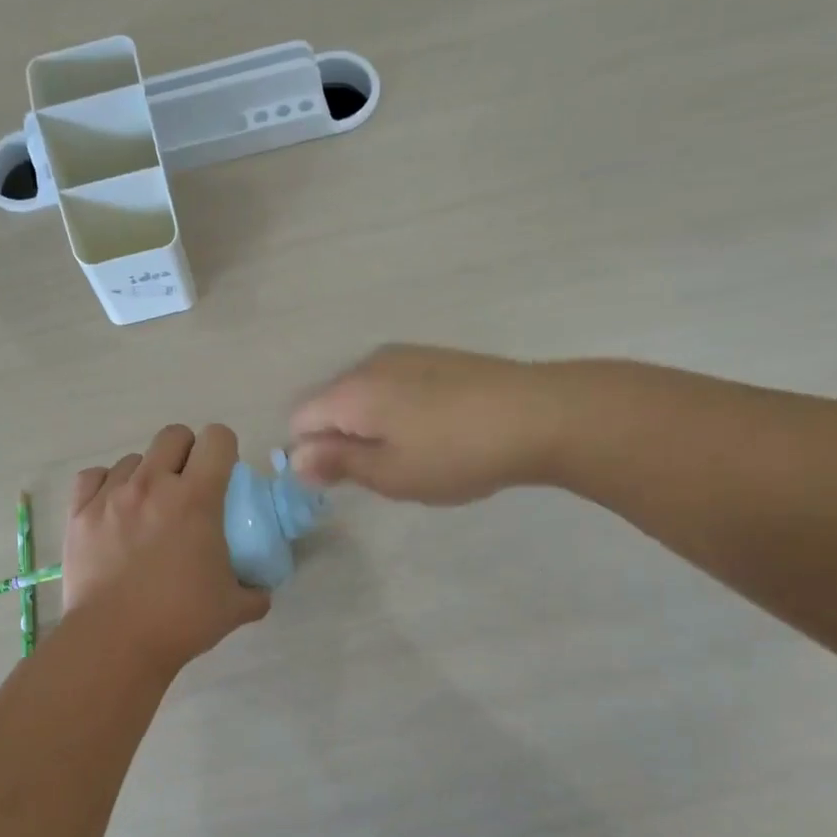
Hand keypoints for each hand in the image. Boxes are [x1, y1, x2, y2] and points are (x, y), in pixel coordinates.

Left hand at [63, 424, 270, 674]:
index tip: (223, 475)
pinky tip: (112, 510)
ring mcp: (111, 496)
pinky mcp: (80, 513)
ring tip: (147, 508)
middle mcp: (153, 484)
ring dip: (146, 475)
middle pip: (173, 435)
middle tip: (188, 487)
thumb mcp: (233, 608)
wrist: (115, 642)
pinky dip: (105, 486)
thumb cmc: (181, 621)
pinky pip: (93, 477)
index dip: (224, 450)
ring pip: (133, 459)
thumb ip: (255, 592)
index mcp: (196, 498)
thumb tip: (262, 591)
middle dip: (187, 453)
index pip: (217, 439)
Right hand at [288, 344, 558, 503]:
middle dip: (343, 439)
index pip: (300, 419)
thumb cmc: (456, 453)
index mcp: (350, 391)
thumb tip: (296, 458)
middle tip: (385, 473)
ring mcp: (406, 355)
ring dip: (374, 427)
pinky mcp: (437, 357)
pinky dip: (400, 411)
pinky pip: (396, 386)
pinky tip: (439, 432)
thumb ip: (337, 464)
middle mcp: (369, 364)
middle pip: (331, 404)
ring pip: (366, 395)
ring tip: (418, 455)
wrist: (540, 414)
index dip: (310, 454)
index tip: (344, 480)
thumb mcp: (391, 474)